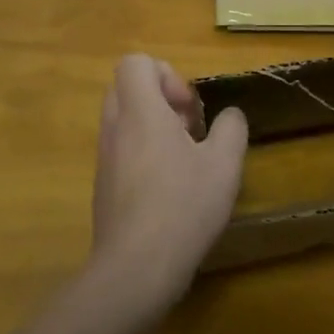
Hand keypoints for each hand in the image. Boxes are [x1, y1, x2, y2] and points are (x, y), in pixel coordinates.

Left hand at [90, 54, 247, 309]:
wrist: (135, 270)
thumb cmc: (182, 207)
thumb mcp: (224, 164)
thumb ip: (231, 129)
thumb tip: (229, 116)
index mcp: (140, 111)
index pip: (135, 63)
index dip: (166, 74)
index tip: (188, 108)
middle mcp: (115, 128)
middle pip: (127, 89)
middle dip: (161, 99)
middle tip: (190, 129)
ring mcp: (104, 159)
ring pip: (124, 121)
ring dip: (153, 128)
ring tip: (185, 162)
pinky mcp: (102, 187)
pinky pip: (120, 151)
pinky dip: (143, 155)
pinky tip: (170, 190)